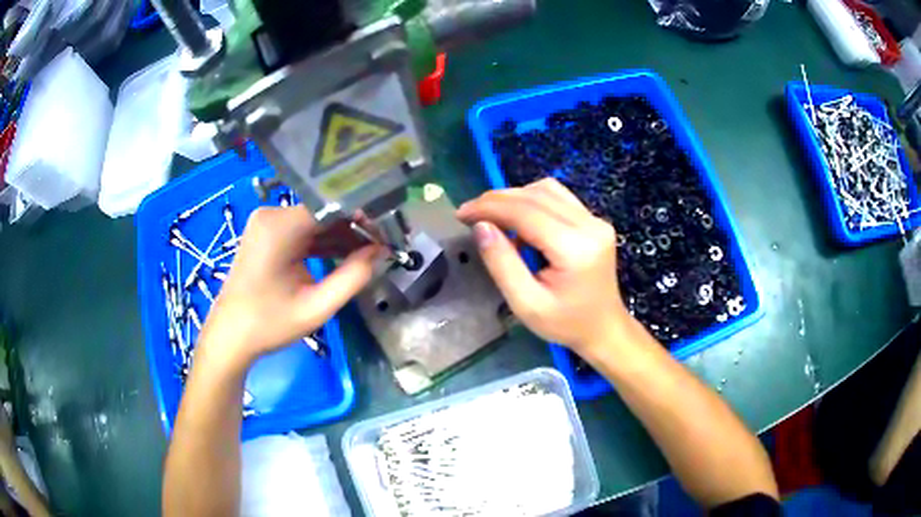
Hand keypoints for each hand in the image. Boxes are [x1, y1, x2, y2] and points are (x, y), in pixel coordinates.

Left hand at [196, 207, 381, 372]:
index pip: (332, 205)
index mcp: (280, 226)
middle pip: (324, 210)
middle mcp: (272, 214)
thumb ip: (353, 277)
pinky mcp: (268, 233)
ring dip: (342, 236)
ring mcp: (268, 222)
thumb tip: (380, 251)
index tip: (388, 233)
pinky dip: (324, 242)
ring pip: (316, 220)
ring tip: (371, 252)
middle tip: (383, 246)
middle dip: (355, 227)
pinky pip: (304, 230)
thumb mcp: (316, 307)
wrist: (230, 335)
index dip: (363, 216)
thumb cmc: (269, 325)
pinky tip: (346, 255)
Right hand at [456, 178, 628, 352]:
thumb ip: (502, 263)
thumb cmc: (565, 324)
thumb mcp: (526, 304)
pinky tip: (518, 220)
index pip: (525, 212)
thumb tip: (480, 226)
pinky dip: (532, 201)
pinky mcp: (594, 221)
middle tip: (469, 213)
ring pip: (546, 190)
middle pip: (535, 195)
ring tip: (492, 216)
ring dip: (514, 197)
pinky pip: (558, 198)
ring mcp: (595, 220)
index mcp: (575, 248)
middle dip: (497, 200)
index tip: (462, 214)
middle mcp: (590, 225)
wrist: (604, 328)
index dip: (489, 207)